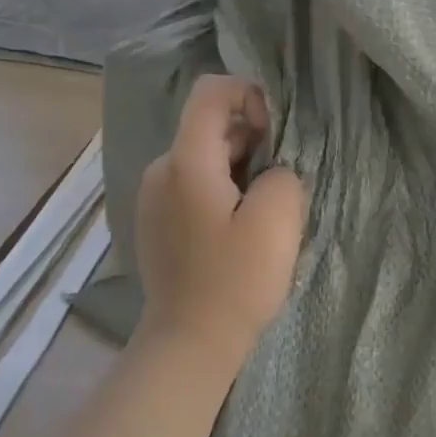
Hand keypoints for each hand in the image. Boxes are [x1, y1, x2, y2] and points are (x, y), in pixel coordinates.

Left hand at [134, 75, 307, 372]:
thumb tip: (270, 170)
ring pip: (203, 155)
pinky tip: (238, 227)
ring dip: (238, 167)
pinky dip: (220, 188)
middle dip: (250, 139)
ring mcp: (153, 196)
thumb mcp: (277, 219)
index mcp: (185, 160)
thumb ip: (282, 172)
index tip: (274, 134)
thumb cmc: (235, 280)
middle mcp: (161, 169)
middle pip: (209, 125)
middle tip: (277, 180)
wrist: (188, 345)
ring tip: (262, 209)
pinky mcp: (156, 220)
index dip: (248, 94)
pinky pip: (193, 183)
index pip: (211, 91)